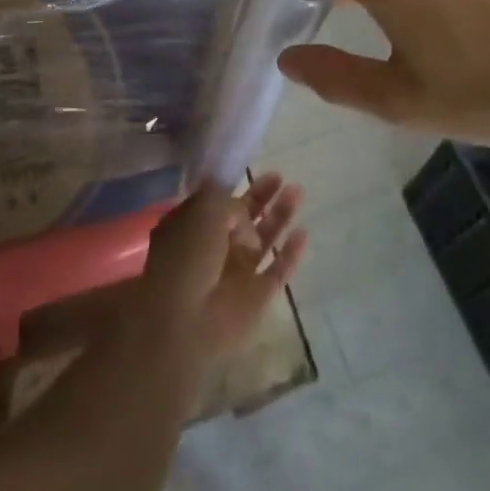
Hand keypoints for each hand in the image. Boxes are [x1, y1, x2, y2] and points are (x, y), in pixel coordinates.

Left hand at [134, 175, 307, 361]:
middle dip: (261, 196)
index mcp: (191, 227)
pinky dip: (290, 253)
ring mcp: (236, 273)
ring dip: (280, 216)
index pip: (214, 202)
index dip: (232, 185)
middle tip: (279, 176)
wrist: (186, 322)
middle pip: (243, 217)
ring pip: (264, 239)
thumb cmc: (187, 257)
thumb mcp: (204, 211)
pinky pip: (279, 270)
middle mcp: (213, 248)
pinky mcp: (257, 297)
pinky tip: (304, 233)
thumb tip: (244, 211)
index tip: (247, 169)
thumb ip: (228, 202)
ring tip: (297, 191)